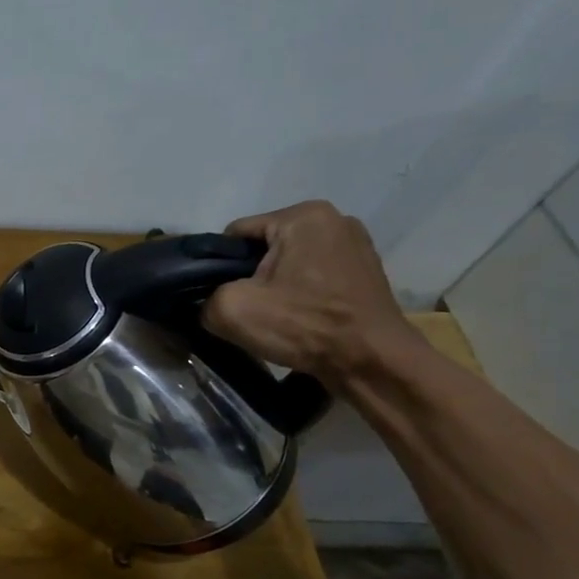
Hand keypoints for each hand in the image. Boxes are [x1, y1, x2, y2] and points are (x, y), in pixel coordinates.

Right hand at [202, 201, 422, 388]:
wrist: (373, 362)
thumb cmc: (305, 325)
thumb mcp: (231, 310)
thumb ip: (206, 297)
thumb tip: (209, 302)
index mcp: (302, 215)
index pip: (236, 235)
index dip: (219, 266)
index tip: (222, 296)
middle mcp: (334, 219)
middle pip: (264, 247)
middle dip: (250, 275)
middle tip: (248, 310)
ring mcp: (356, 244)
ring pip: (290, 263)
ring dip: (276, 285)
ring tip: (275, 317)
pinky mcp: (367, 270)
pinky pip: (315, 276)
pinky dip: (302, 293)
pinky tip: (301, 318)